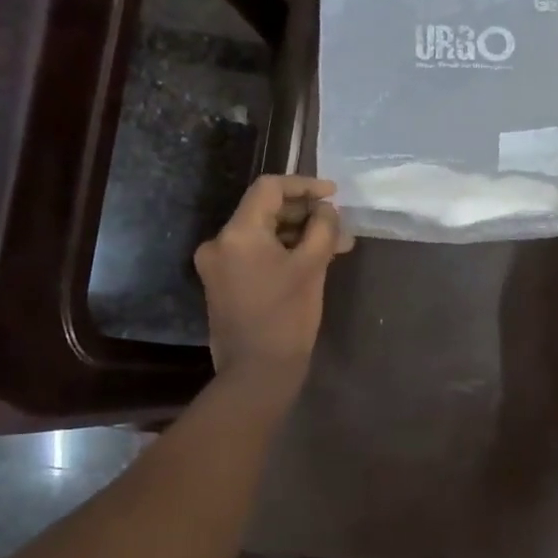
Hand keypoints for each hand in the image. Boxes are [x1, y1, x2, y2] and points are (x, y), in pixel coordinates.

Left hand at [195, 175, 351, 399]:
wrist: (257, 372)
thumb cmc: (287, 317)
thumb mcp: (313, 267)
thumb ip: (322, 228)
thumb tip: (326, 210)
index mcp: (238, 232)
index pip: (270, 188)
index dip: (304, 185)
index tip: (334, 194)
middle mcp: (220, 242)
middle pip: (265, 210)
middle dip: (305, 214)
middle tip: (339, 225)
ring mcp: (218, 264)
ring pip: (262, 234)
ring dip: (297, 234)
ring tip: (334, 245)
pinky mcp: (223, 284)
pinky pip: (255, 255)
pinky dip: (282, 252)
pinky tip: (311, 260)